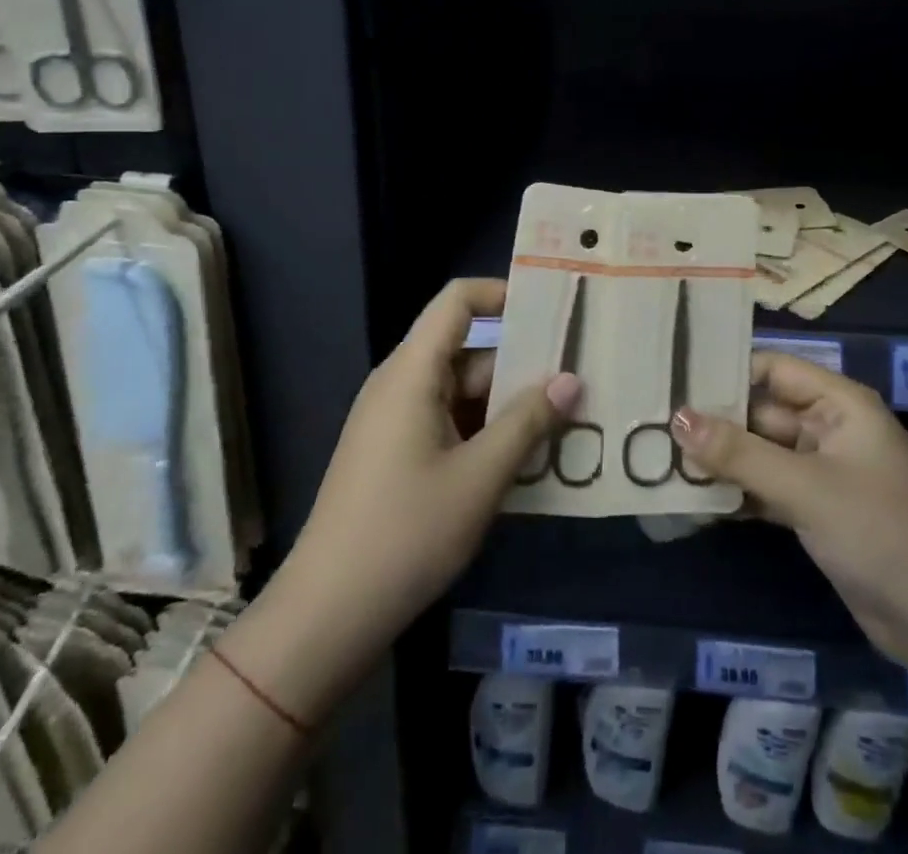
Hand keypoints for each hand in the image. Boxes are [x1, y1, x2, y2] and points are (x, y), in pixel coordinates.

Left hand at [248, 279, 578, 719]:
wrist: (328, 614)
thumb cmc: (406, 533)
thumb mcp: (480, 477)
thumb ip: (528, 422)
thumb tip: (571, 379)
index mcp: (412, 372)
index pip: (457, 301)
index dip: (502, 292)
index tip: (552, 309)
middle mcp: (401, 384)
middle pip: (468, 351)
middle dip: (521, 364)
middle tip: (579, 379)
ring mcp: (396, 421)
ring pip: (462, 393)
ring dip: (508, 407)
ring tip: (566, 423)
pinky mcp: (396, 454)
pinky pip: (449, 423)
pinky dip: (485, 433)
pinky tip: (525, 461)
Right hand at [674, 351, 907, 669]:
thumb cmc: (883, 533)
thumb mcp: (807, 488)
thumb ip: (739, 453)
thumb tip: (676, 418)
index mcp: (840, 404)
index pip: (773, 369)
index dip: (727, 371)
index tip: (674, 377)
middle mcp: (830, 429)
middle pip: (761, 411)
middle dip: (715, 420)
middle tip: (652, 422)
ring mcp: (823, 472)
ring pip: (760, 452)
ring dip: (720, 458)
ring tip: (659, 455)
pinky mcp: (816, 510)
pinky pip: (767, 487)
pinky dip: (737, 490)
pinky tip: (693, 495)